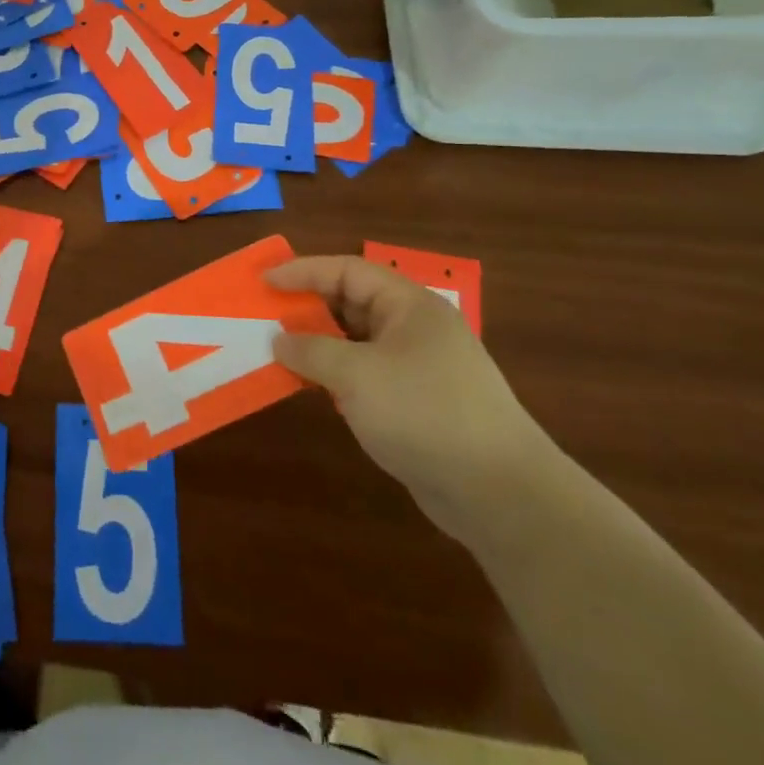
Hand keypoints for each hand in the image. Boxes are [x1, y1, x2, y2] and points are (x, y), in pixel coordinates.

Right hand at [266, 254, 558, 545]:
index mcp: (409, 306)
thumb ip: (311, 350)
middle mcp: (414, 329)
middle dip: (307, 307)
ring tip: (276, 350)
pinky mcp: (414, 403)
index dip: (303, 271)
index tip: (264, 282)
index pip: (348, 271)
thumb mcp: (357, 375)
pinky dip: (333, 375)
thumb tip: (279, 339)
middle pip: (351, 303)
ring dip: (317, 344)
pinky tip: (308, 387)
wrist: (499, 493)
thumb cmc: (425, 413)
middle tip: (264, 315)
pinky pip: (363, 375)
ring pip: (355, 341)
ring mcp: (417, 368)